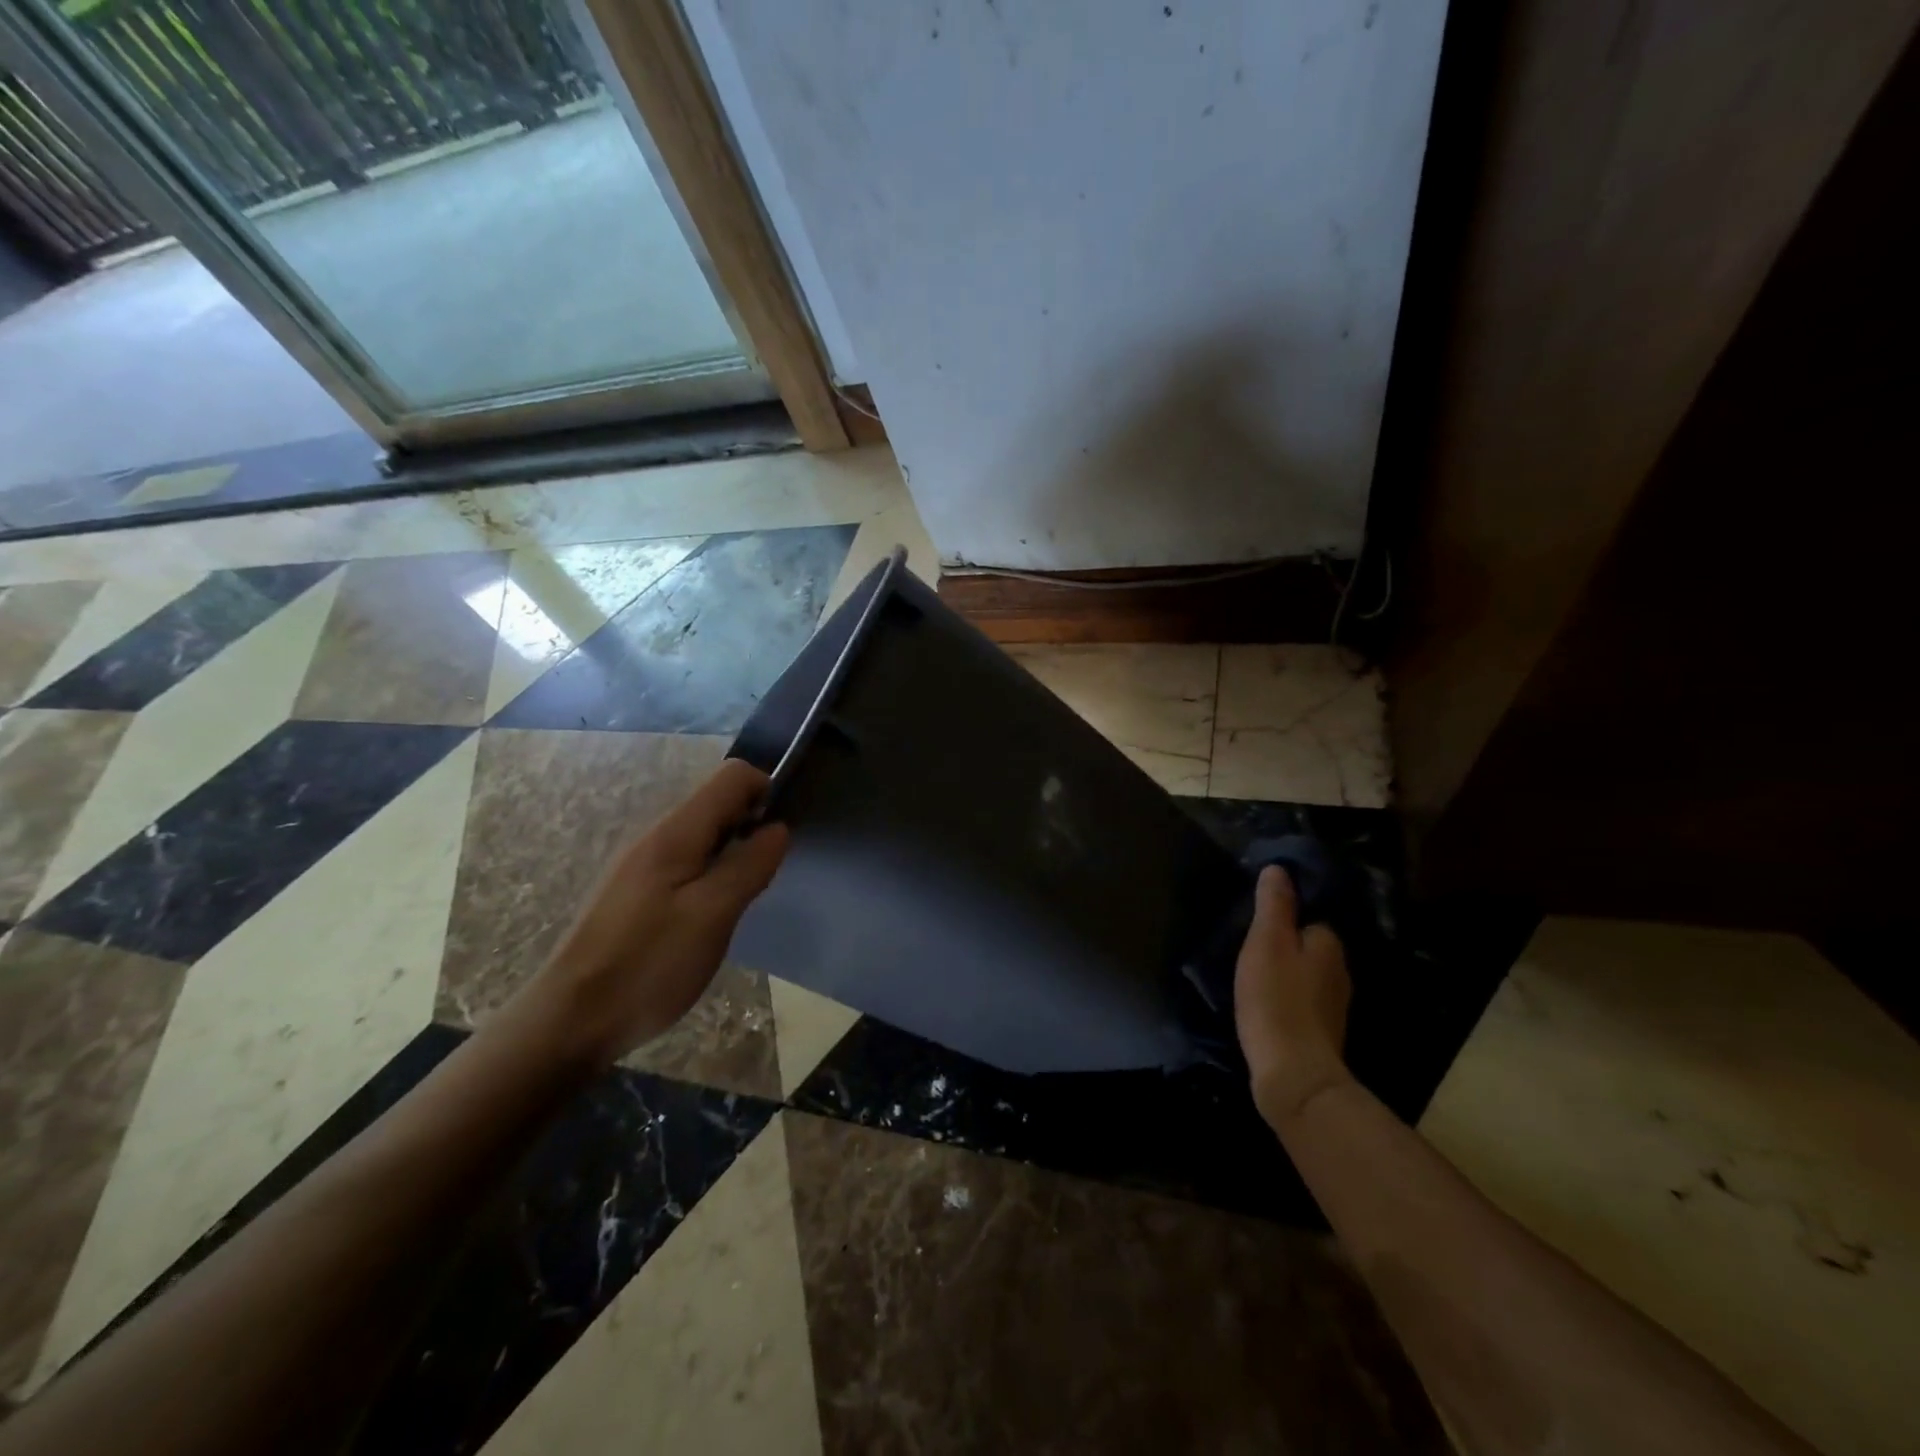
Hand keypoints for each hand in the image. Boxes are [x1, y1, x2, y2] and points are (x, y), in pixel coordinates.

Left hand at [519, 759, 789, 1065]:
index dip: (766, 793)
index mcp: (676, 833)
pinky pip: (685, 863)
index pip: (733, 777)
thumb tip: (779, 827)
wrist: (570, 1020)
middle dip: (750, 828)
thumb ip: (749, 865)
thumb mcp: (713, 914)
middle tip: (758, 881)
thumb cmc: (649, 964)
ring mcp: (640, 865)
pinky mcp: (634, 893)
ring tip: (735, 904)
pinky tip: (706, 920)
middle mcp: (656, 836)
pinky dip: (709, 876)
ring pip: (702, 837)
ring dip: (731, 855)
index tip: (778, 839)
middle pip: (717, 803)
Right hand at [1235, 865, 1353, 1129]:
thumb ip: (1274, 905)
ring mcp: (1334, 1006)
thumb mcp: (1266, 942)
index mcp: (1328, 945)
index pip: (1311, 918)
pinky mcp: (1322, 1032)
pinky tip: (1265, 1006)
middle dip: (1286, 946)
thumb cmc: (1276, 999)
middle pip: (1310, 947)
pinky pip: (1302, 1002)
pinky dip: (1286, 999)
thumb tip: (1279, 869)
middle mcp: (1340, 972)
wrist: (1294, 1074)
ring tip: (1253, 976)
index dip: (1285, 918)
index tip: (1258, 923)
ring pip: (1307, 976)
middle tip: (1250, 949)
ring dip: (1285, 974)